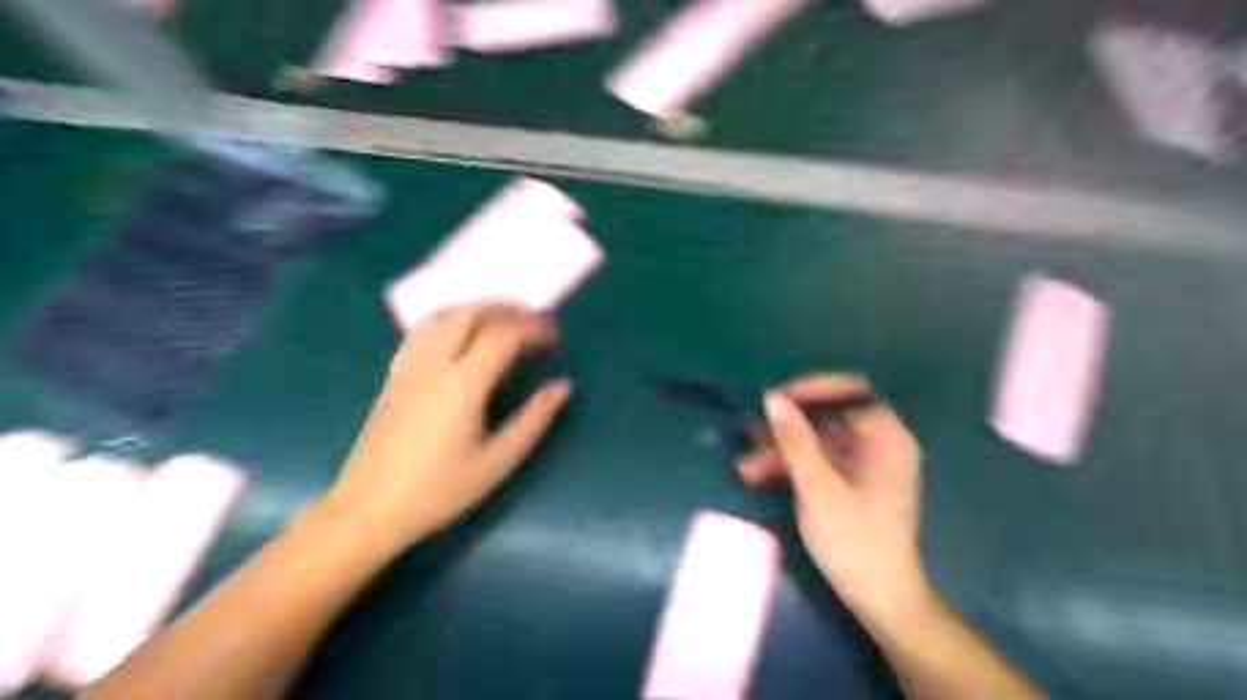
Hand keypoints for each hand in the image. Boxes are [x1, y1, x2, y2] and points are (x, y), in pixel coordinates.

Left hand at [324, 307, 569, 550]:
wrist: (368, 509)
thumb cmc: (438, 491)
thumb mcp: (497, 462)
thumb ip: (533, 420)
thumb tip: (561, 387)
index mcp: (462, 386)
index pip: (501, 336)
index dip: (532, 328)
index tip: (554, 336)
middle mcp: (433, 365)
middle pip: (469, 313)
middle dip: (505, 308)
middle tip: (532, 319)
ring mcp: (408, 367)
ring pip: (442, 315)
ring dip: (477, 308)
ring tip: (503, 321)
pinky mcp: (395, 375)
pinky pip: (424, 330)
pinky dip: (452, 319)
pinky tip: (464, 337)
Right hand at [739, 373, 923, 625]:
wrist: (878, 598)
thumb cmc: (854, 540)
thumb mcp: (818, 487)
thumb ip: (795, 439)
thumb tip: (772, 397)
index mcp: (885, 438)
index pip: (851, 392)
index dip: (813, 389)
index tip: (776, 399)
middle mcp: (877, 444)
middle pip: (828, 417)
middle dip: (786, 426)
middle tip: (751, 432)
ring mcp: (862, 464)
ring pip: (816, 440)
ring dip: (781, 449)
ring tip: (745, 464)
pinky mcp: (848, 483)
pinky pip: (817, 461)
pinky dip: (790, 466)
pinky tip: (757, 475)